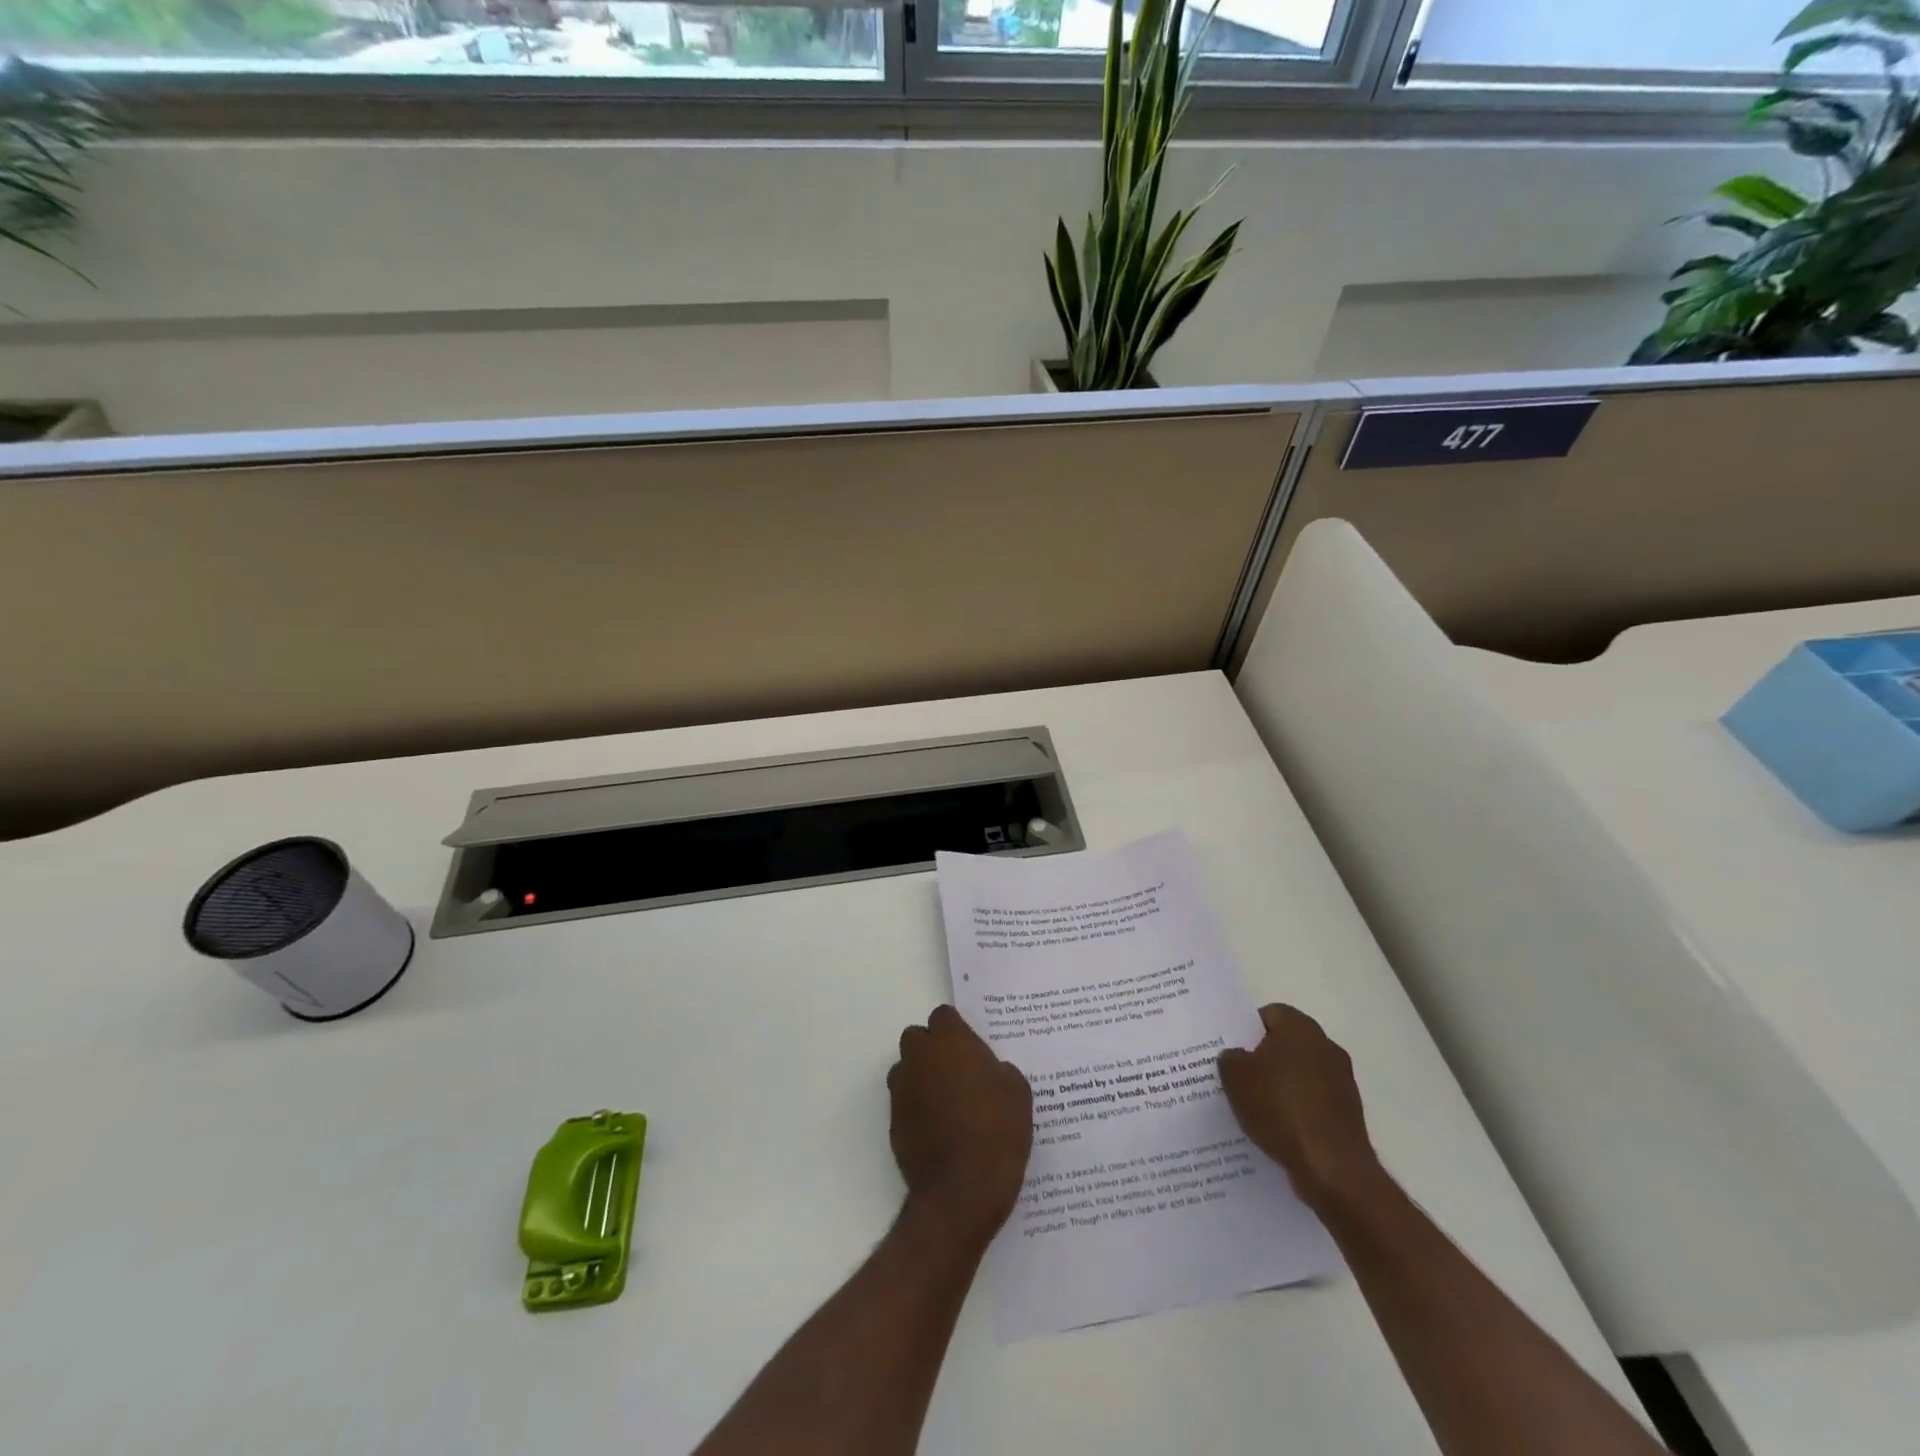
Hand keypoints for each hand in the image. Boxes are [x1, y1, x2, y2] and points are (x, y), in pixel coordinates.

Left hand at [889, 1005, 1032, 1247]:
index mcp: (950, 1041)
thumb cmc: (996, 1131)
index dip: (956, 1029)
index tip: (971, 1048)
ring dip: (921, 1076)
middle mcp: (919, 1057)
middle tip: (958, 1072)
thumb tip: (989, 1072)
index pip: (943, 1015)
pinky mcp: (893, 1121)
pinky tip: (938, 1130)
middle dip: (932, 1049)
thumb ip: (999, 1070)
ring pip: (906, 1069)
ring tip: (947, 1102)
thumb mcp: (1017, 1092)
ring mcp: (902, 1090)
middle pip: (917, 1038)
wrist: (962, 1190)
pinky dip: (917, 1108)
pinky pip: (905, 1102)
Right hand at [1218, 1004, 1383, 1212]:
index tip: (1231, 1049)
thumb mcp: (1235, 1076)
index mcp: (1300, 1028)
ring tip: (1255, 1106)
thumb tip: (1238, 1057)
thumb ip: (1230, 1057)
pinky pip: (1313, 1100)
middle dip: (1263, 1057)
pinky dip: (1297, 1108)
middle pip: (1286, 1043)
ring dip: (1281, 1084)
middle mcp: (1326, 1046)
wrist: (1332, 1168)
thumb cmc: (1279, 1108)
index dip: (1247, 1029)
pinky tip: (1279, 1127)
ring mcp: (1342, 1080)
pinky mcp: (1349, 1112)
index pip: (1269, 1014)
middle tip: (1238, 1076)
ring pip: (1300, 1073)